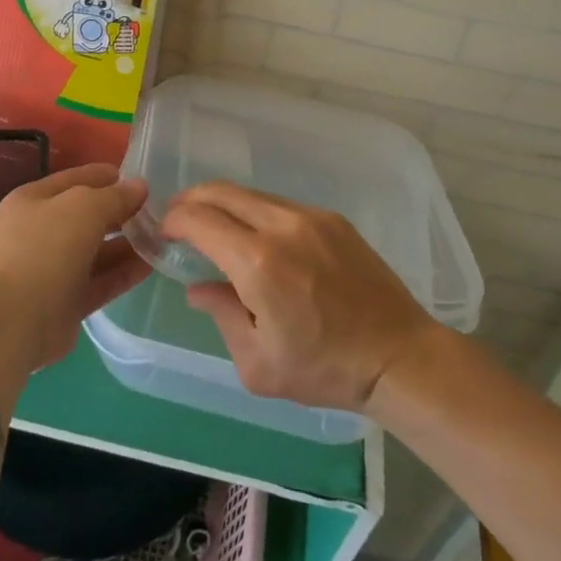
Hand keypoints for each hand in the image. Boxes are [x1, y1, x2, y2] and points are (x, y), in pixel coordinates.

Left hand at [0, 163, 150, 367]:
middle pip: (89, 216)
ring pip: (98, 250)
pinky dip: (124, 272)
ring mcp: (54, 268)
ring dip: (128, 244)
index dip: (108, 177)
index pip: (76, 179)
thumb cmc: (45, 249)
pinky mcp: (67, 300)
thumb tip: (139, 187)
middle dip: (122, 212)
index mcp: (34, 200)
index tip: (143, 180)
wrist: (14, 322)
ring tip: (163, 238)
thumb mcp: (83, 208)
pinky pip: (101, 280)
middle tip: (159, 211)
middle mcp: (41, 231)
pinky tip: (152, 265)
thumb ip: (114, 196)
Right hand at [163, 182, 443, 413]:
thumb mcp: (258, 363)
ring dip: (224, 204)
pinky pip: (281, 204)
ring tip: (215, 227)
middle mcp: (282, 226)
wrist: (397, 355)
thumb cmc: (324, 369)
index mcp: (258, 263)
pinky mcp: (333, 219)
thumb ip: (221, 315)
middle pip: (222, 192)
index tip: (163, 234)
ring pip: (252, 194)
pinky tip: (257, 237)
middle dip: (191, 200)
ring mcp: (311, 217)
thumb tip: (198, 287)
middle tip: (178, 219)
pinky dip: (256, 212)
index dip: (174, 221)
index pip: (200, 219)